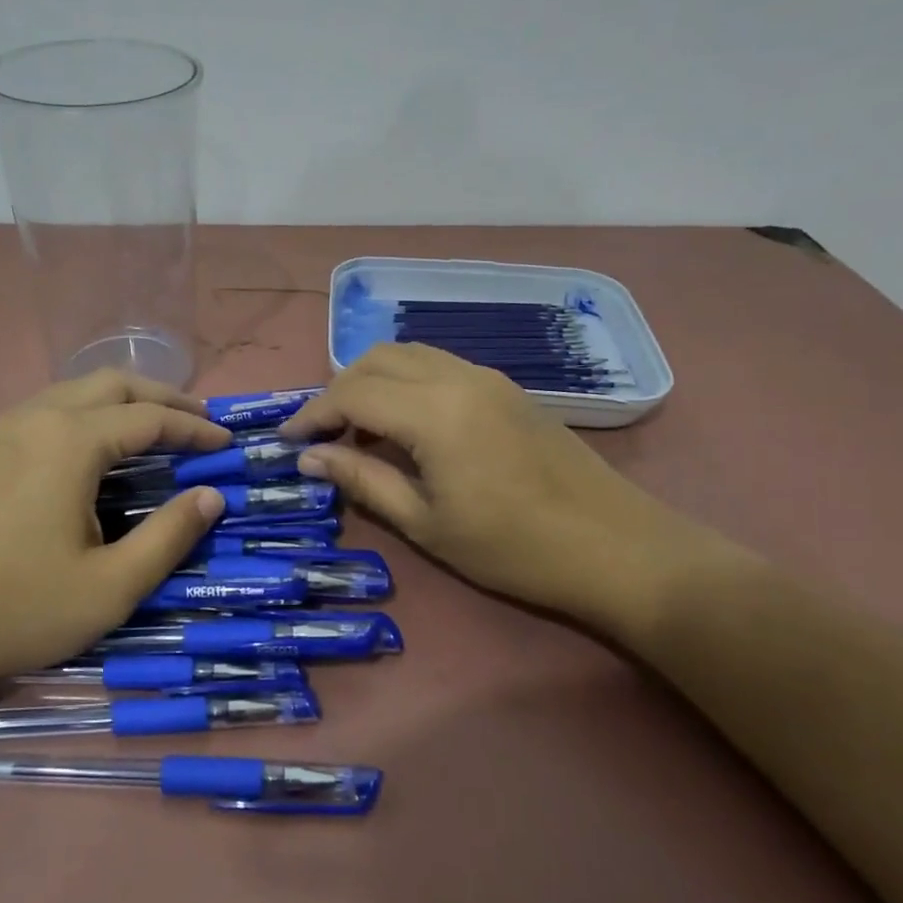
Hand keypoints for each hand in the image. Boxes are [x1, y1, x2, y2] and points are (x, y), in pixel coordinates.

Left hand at [0, 370, 228, 686]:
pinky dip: (89, 413)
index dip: (195, 428)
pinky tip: (93, 449)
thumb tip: (211, 497)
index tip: (226, 443)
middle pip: (114, 383)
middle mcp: (38, 417)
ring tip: (153, 428)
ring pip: (76, 390)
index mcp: (72, 441)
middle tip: (199, 421)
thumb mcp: (108, 587)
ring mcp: (2, 429)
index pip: (151, 418)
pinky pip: (49, 409)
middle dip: (163, 397)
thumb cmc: (12, 607)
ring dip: (123, 401)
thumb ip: (168, 537)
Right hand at [282, 345, 726, 640]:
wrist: (616, 547)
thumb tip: (309, 456)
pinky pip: (437, 365)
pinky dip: (405, 383)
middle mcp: (457, 376)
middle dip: (337, 391)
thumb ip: (363, 479)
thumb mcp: (426, 523)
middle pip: (375, 359)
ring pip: (407, 354)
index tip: (286, 442)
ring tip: (360, 432)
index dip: (311, 414)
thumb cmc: (513, 547)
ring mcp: (486, 377)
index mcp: (434, 410)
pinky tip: (406, 426)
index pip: (351, 393)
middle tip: (322, 437)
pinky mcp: (505, 387)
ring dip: (372, 381)